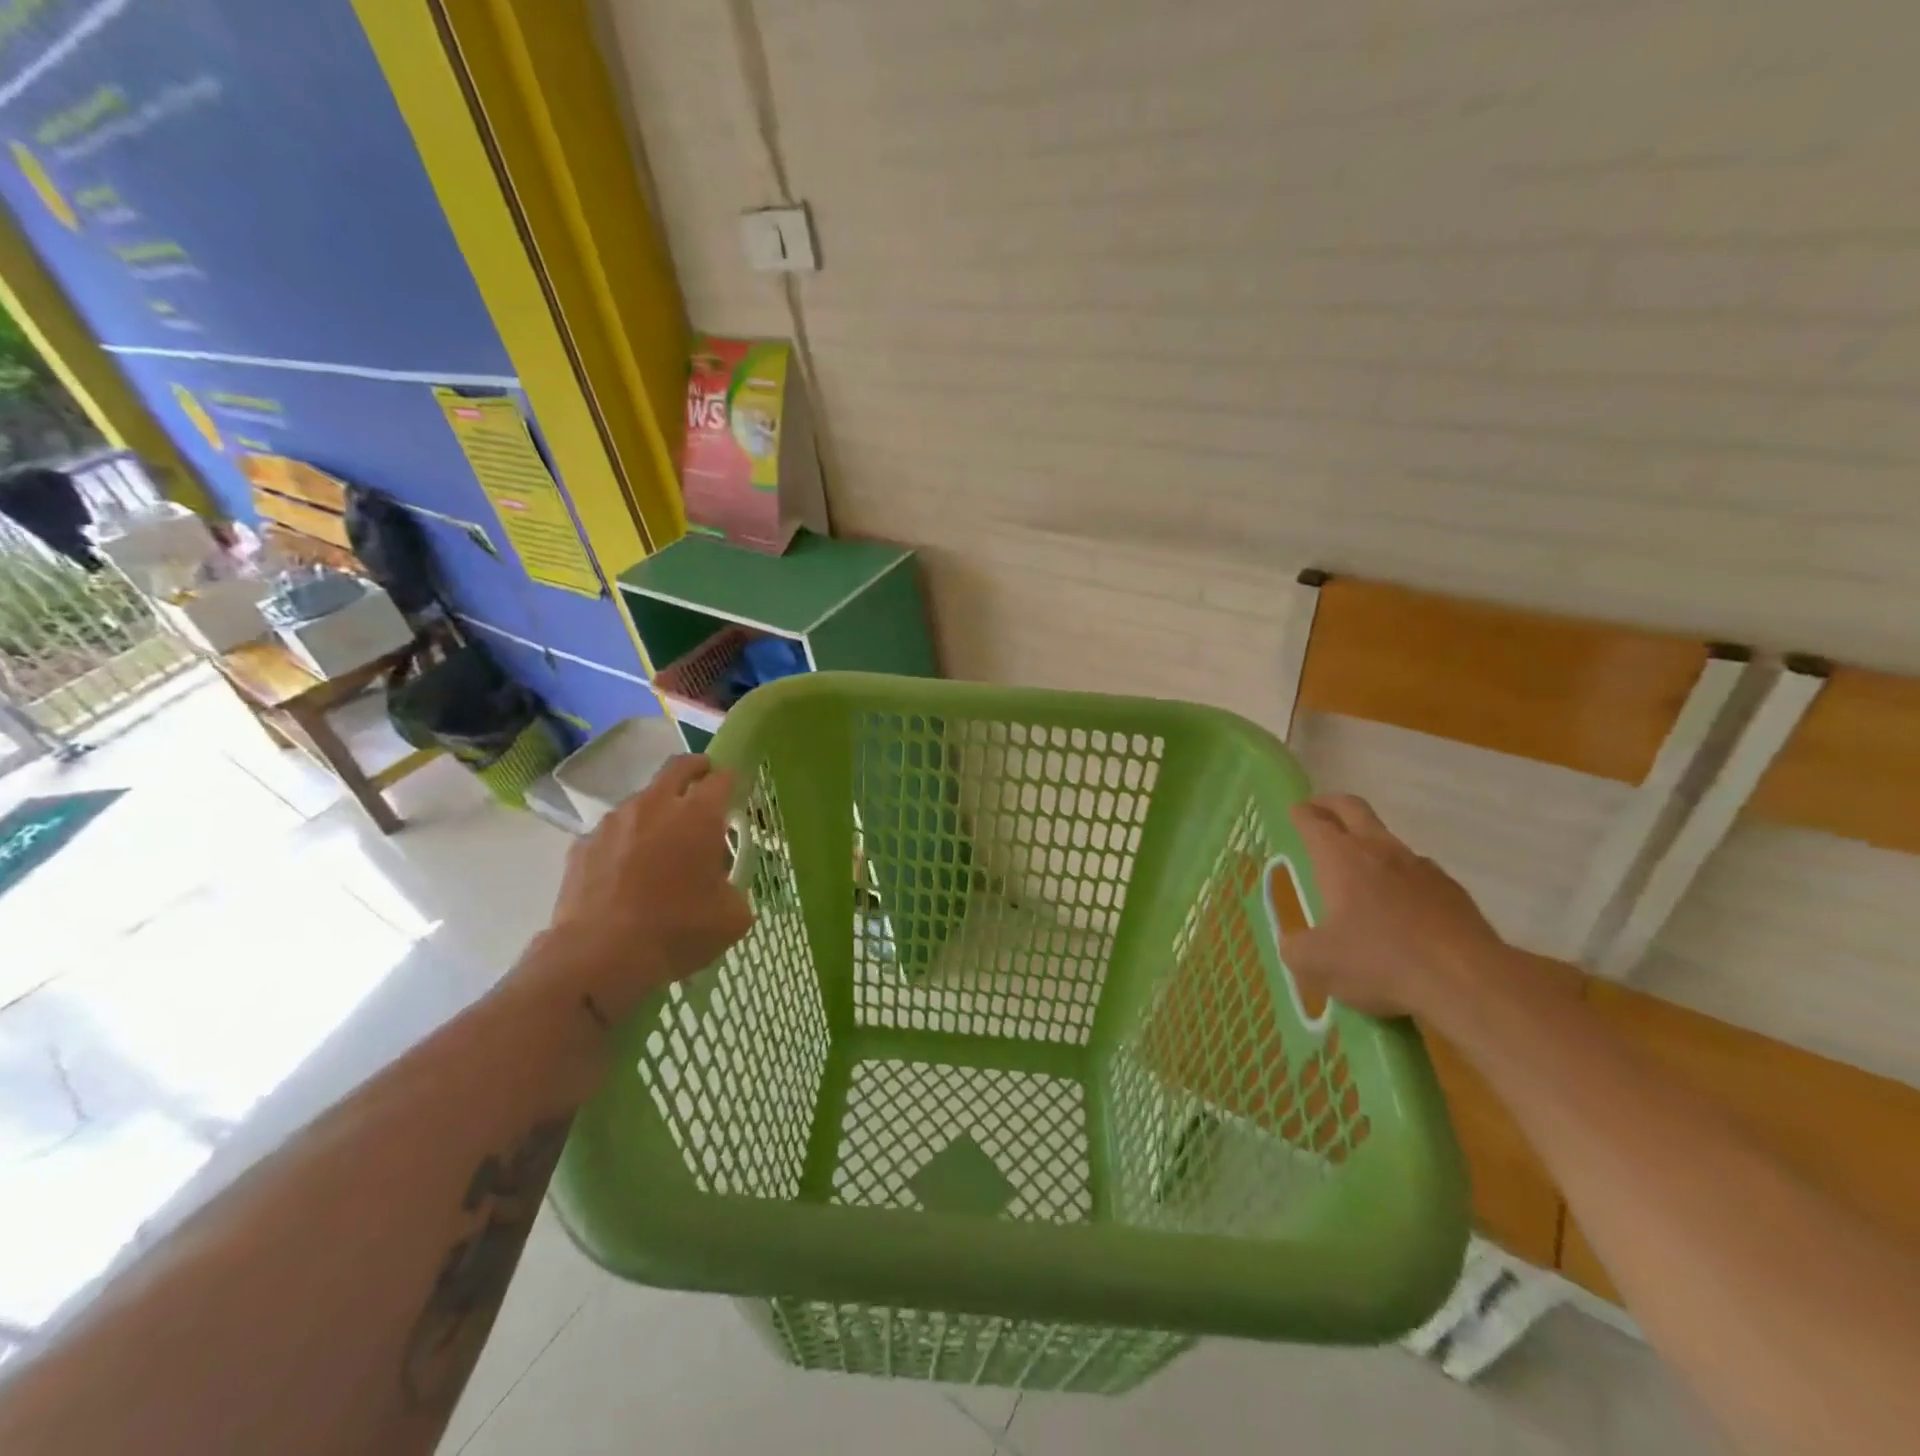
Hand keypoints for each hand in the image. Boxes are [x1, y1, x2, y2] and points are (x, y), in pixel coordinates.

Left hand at [535, 754, 753, 1022]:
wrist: (599, 957)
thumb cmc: (676, 931)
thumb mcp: (732, 917)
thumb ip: (735, 890)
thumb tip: (724, 887)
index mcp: (699, 816)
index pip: (722, 779)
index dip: (732, 781)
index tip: (736, 791)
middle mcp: (655, 805)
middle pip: (678, 767)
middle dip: (696, 769)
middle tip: (704, 784)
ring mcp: (614, 822)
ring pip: (642, 800)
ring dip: (658, 810)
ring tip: (663, 843)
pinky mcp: (583, 845)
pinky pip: (613, 832)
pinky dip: (626, 842)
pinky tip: (627, 873)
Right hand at [1281, 794, 1506, 1019]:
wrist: (1468, 981)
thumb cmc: (1380, 961)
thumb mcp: (1317, 964)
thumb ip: (1295, 949)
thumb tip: (1294, 945)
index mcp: (1341, 858)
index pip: (1314, 822)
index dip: (1300, 814)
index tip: (1294, 811)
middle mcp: (1380, 851)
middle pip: (1353, 809)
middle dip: (1331, 804)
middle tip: (1318, 809)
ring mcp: (1421, 867)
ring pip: (1388, 839)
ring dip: (1368, 842)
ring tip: (1359, 866)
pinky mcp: (1452, 890)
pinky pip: (1418, 872)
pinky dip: (1402, 877)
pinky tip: (1401, 905)